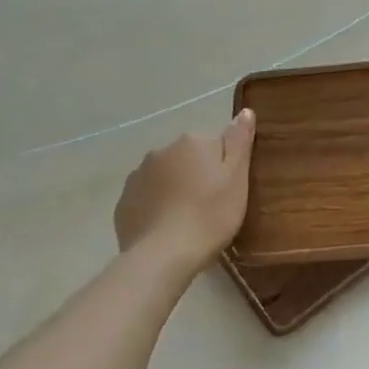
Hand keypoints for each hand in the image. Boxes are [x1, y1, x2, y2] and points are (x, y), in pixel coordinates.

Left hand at [114, 109, 256, 270]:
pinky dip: (156, 208)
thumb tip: (244, 111)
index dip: (224, 168)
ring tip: (187, 221)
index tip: (229, 191)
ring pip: (165, 177)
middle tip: (211, 207)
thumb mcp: (236, 178)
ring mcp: (137, 176)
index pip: (215, 145)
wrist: (163, 256)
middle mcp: (161, 151)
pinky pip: (146, 198)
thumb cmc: (210, 215)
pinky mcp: (123, 203)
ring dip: (175, 190)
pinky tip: (167, 229)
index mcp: (191, 142)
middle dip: (197, 176)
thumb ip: (239, 141)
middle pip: (187, 159)